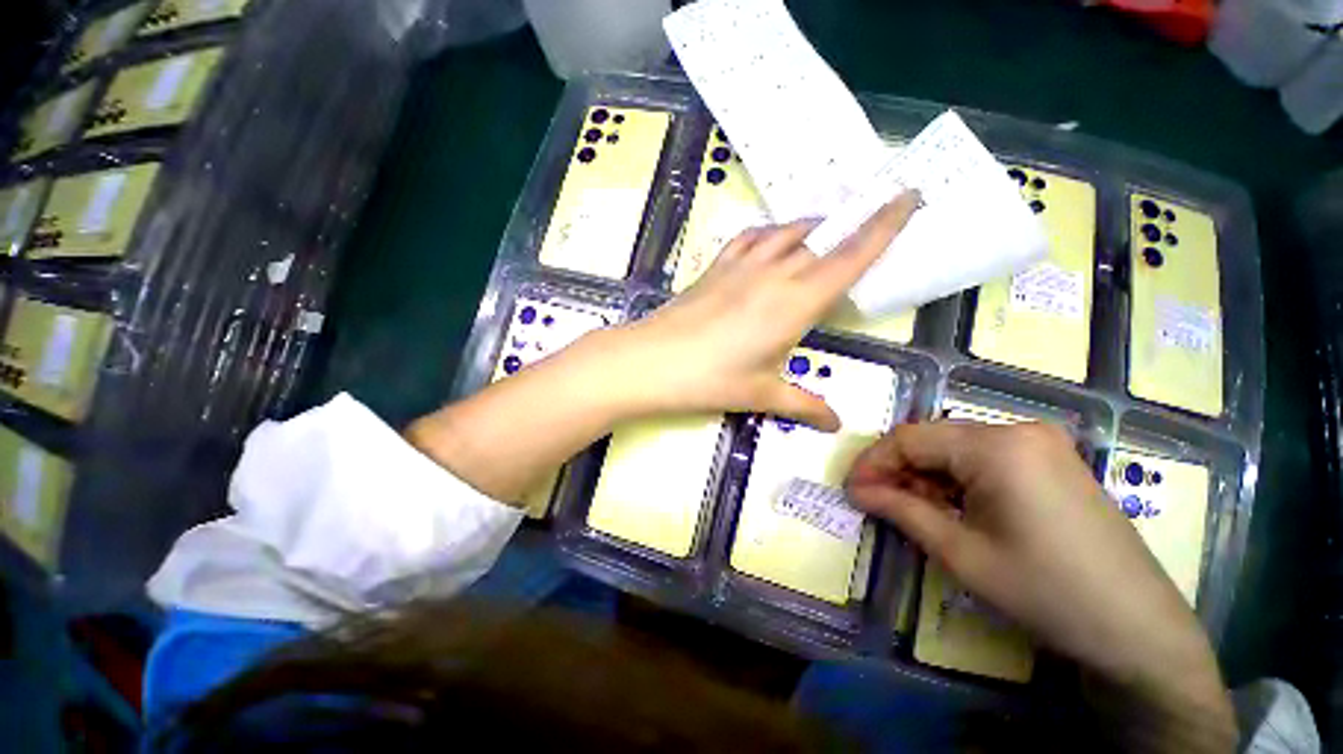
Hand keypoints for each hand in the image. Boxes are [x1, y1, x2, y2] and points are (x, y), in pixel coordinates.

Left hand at [604, 190, 920, 430]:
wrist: (650, 361)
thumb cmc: (710, 379)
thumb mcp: (761, 394)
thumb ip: (803, 405)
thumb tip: (835, 423)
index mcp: (796, 302)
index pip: (852, 255)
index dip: (884, 225)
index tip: (908, 197)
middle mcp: (774, 273)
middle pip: (823, 239)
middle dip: (852, 228)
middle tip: (868, 229)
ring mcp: (741, 266)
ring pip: (787, 232)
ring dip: (811, 228)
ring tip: (824, 234)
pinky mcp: (716, 268)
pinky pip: (751, 238)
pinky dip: (770, 234)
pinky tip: (772, 242)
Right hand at [846, 422, 1235, 749]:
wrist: (1138, 628)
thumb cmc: (1045, 591)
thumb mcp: (960, 553)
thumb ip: (900, 510)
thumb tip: (856, 490)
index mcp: (997, 445)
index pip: (909, 438)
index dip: (873, 463)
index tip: (851, 490)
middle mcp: (1018, 430)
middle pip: (933, 439)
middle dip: (898, 470)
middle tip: (876, 503)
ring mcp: (1041, 442)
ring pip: (956, 448)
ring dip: (926, 476)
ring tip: (912, 510)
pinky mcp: (1051, 460)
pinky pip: (984, 457)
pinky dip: (956, 479)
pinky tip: (952, 508)